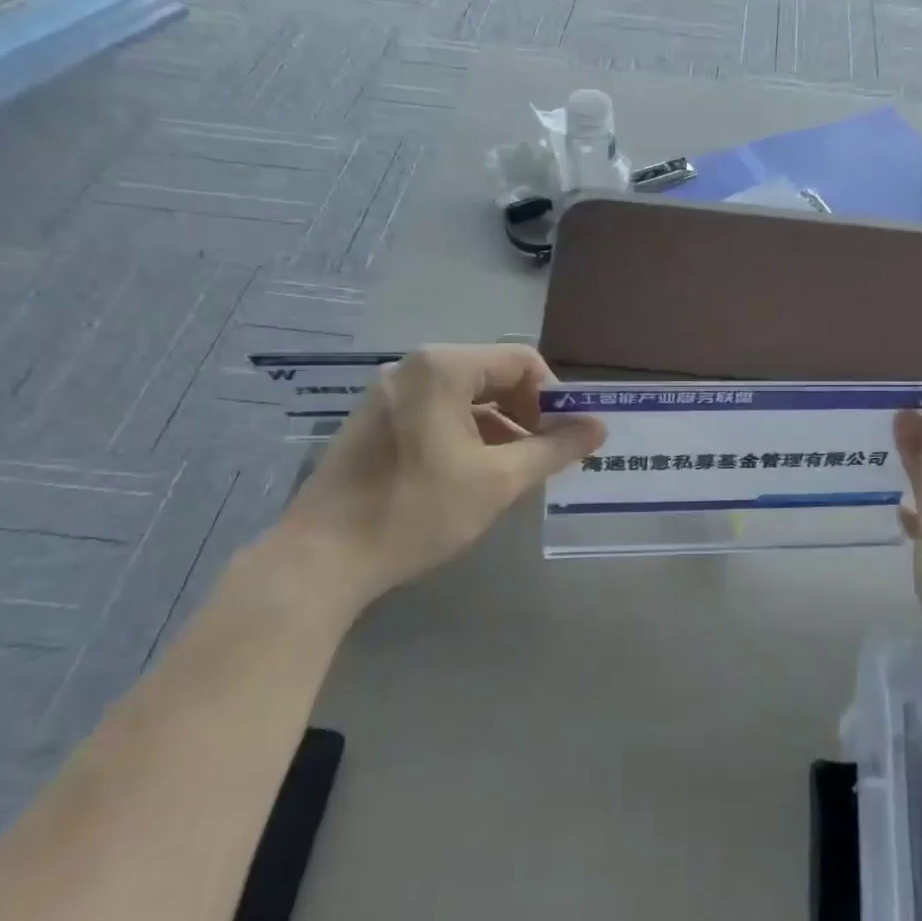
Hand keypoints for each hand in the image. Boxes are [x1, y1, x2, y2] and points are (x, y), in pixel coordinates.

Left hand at [276, 344, 604, 619]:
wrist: (321, 558)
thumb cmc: (417, 511)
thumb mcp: (499, 481)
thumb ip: (554, 449)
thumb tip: (600, 427)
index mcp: (443, 367)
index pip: (522, 361)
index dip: (554, 397)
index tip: (566, 438)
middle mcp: (413, 366)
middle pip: (493, 375)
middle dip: (527, 413)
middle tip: (544, 456)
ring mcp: (389, 392)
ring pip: (466, 396)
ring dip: (499, 426)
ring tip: (514, 471)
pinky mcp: (375, 419)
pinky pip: (437, 411)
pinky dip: (466, 433)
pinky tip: (473, 474)